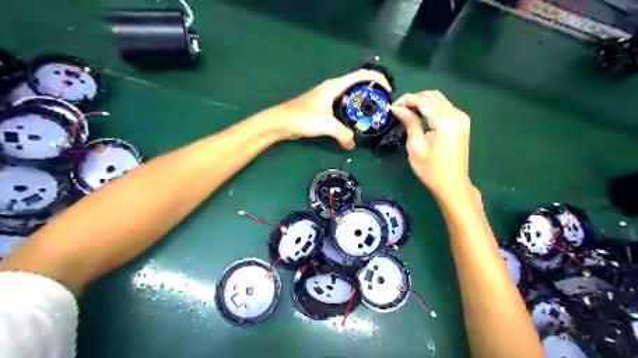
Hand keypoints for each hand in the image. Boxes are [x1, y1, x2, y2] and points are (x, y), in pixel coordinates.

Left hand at [272, 70, 390, 149]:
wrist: (281, 122)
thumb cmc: (302, 118)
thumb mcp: (326, 125)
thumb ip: (343, 134)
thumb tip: (352, 144)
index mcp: (336, 85)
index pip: (362, 75)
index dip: (378, 79)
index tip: (388, 91)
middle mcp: (334, 88)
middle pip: (358, 84)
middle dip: (373, 92)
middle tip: (382, 106)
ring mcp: (328, 97)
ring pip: (351, 96)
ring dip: (362, 103)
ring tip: (373, 114)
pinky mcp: (324, 107)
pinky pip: (343, 106)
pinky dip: (352, 111)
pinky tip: (356, 122)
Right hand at [388, 90, 471, 201]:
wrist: (452, 185)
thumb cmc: (431, 170)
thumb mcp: (415, 146)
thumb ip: (409, 122)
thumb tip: (397, 108)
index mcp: (445, 120)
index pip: (423, 100)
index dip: (406, 100)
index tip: (391, 108)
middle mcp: (456, 114)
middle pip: (432, 95)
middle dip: (413, 99)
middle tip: (398, 110)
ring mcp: (461, 117)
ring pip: (438, 99)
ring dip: (421, 102)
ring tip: (406, 112)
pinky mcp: (461, 122)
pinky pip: (444, 107)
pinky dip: (430, 107)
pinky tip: (420, 116)